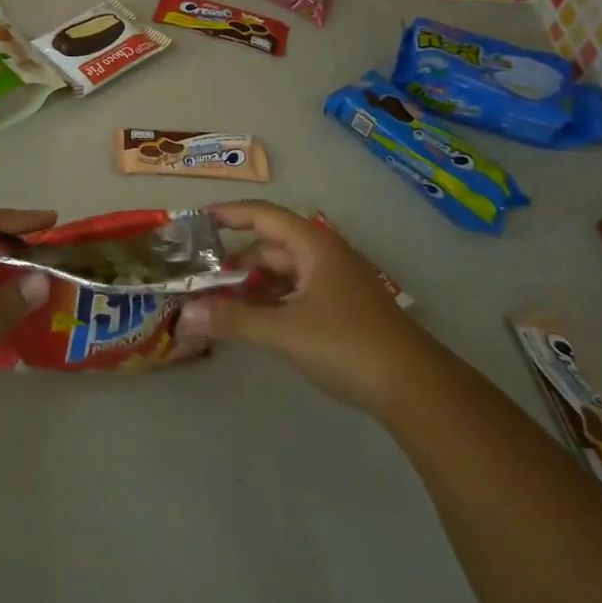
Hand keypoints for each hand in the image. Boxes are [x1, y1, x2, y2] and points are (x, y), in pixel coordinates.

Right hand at [178, 200, 422, 411]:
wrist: (415, 388)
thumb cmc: (346, 345)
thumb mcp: (283, 332)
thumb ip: (233, 320)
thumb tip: (186, 313)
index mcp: (313, 246)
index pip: (263, 215)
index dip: (230, 214)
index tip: (198, 221)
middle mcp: (325, 256)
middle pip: (271, 248)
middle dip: (236, 263)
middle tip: (202, 281)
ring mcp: (337, 283)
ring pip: (284, 274)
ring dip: (253, 286)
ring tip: (221, 305)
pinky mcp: (343, 310)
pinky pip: (297, 294)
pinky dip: (272, 302)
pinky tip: (255, 323)